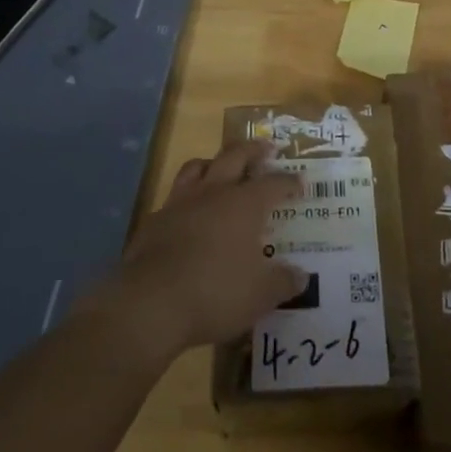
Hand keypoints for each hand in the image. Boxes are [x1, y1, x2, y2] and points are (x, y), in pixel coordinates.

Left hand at [99, 139, 304, 360]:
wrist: (149, 303)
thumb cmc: (214, 293)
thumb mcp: (259, 296)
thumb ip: (282, 283)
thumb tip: (301, 277)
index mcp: (244, 204)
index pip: (273, 183)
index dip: (288, 182)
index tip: (300, 181)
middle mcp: (213, 192)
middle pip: (235, 156)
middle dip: (253, 150)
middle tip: (266, 148)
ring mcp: (180, 202)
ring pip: (198, 166)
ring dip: (213, 162)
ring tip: (221, 166)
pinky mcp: (154, 220)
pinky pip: (174, 195)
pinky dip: (186, 196)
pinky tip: (188, 211)